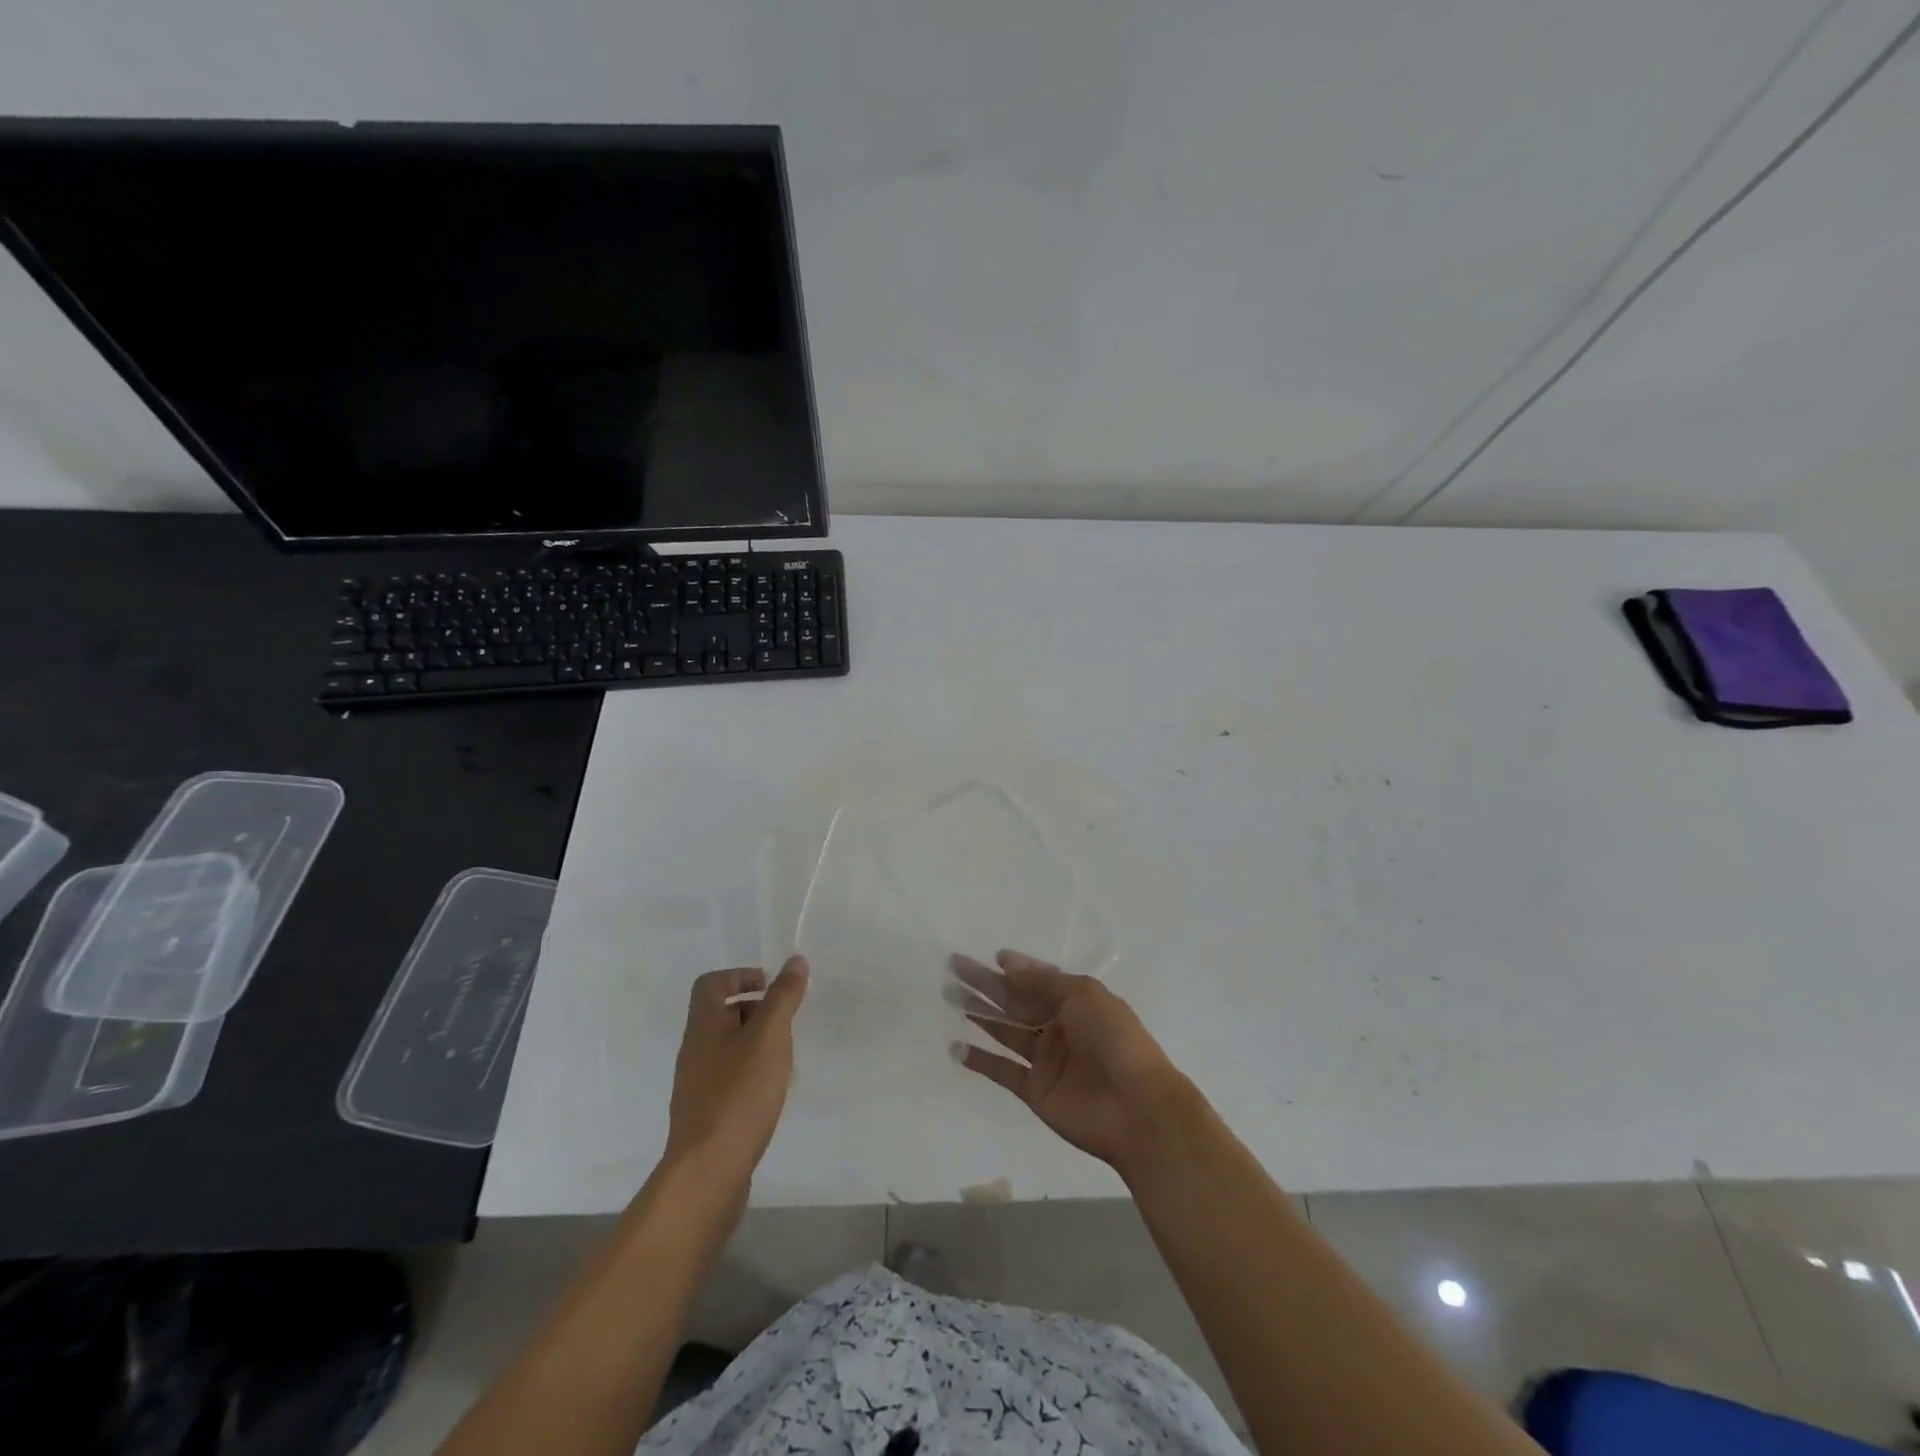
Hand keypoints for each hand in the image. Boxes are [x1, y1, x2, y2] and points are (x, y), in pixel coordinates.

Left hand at [665, 956, 808, 1181]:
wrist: (708, 1170)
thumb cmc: (740, 1092)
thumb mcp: (769, 1036)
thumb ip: (783, 996)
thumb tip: (795, 960)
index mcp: (703, 1025)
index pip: (711, 984)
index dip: (740, 976)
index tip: (771, 987)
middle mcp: (694, 1050)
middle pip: (719, 1014)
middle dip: (755, 1010)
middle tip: (786, 1022)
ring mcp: (696, 1085)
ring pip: (727, 1048)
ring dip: (756, 1043)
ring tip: (786, 1058)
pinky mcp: (705, 1114)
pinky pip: (729, 1079)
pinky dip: (751, 1074)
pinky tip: (773, 1092)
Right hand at [952, 950, 1189, 1176]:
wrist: (1136, 1108)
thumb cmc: (1114, 1040)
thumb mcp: (1084, 995)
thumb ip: (1043, 981)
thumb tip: (1006, 962)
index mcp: (1075, 1002)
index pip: (1038, 980)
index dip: (1016, 968)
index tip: (990, 956)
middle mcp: (1058, 1027)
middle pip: (1015, 1001)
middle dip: (986, 985)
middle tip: (954, 968)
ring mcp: (1045, 1060)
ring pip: (1005, 1031)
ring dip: (979, 1015)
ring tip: (949, 996)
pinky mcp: (1034, 1090)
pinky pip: (1002, 1071)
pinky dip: (980, 1061)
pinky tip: (957, 1048)